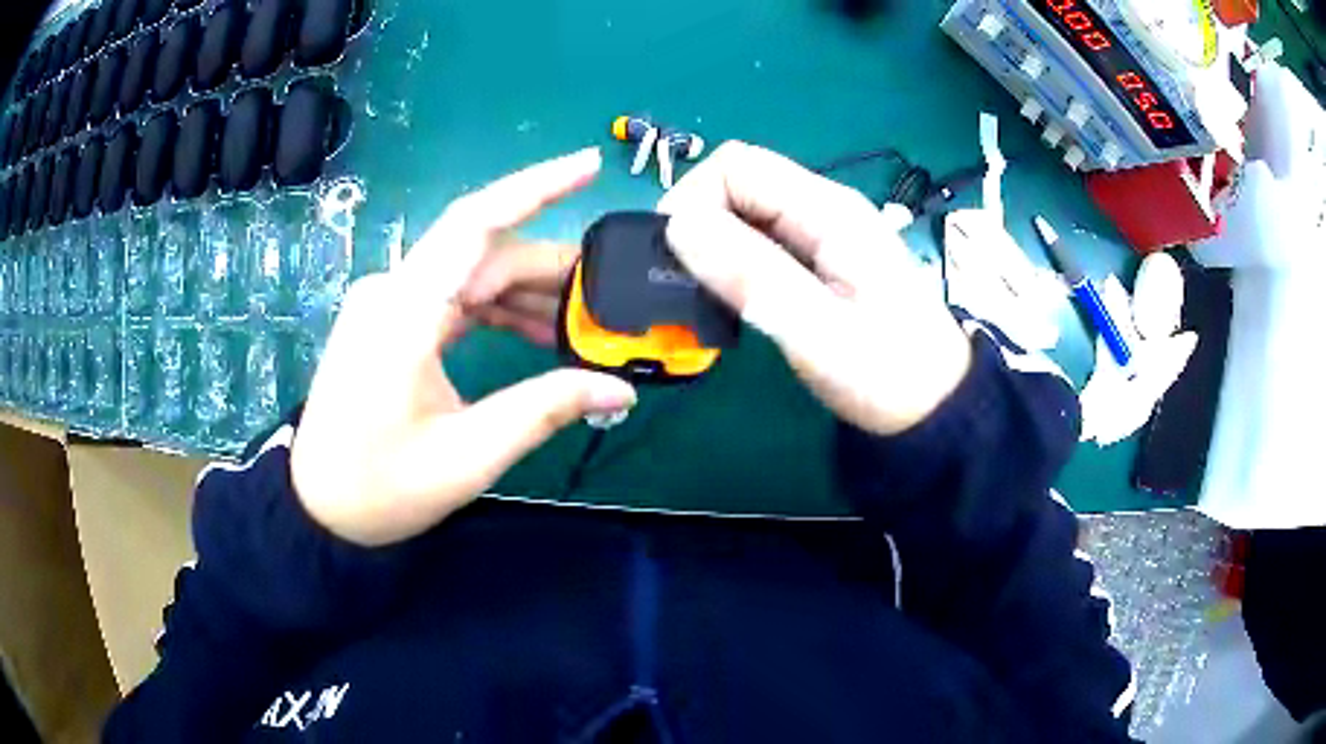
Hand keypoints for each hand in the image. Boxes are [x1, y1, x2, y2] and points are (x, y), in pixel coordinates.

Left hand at [292, 148, 636, 546]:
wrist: (317, 507)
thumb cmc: (381, 487)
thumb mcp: (468, 455)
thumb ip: (545, 410)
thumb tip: (618, 391)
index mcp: (404, 310)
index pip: (475, 223)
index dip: (536, 187)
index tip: (589, 166)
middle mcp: (393, 290)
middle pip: (484, 254)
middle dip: (550, 270)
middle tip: (609, 297)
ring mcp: (388, 304)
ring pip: (471, 276)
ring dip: (527, 295)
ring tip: (582, 326)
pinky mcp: (390, 322)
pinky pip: (453, 299)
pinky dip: (497, 311)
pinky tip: (536, 335)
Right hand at [660, 142, 971, 434]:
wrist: (935, 407)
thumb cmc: (889, 374)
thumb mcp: (819, 331)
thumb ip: (752, 275)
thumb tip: (679, 226)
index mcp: (829, 211)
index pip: (737, 165)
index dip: (694, 198)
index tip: (673, 256)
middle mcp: (823, 209)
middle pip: (738, 184)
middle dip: (698, 223)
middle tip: (682, 284)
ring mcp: (822, 235)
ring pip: (745, 214)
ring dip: (712, 246)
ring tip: (702, 297)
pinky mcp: (819, 261)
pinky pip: (760, 242)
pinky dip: (732, 264)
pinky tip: (731, 300)